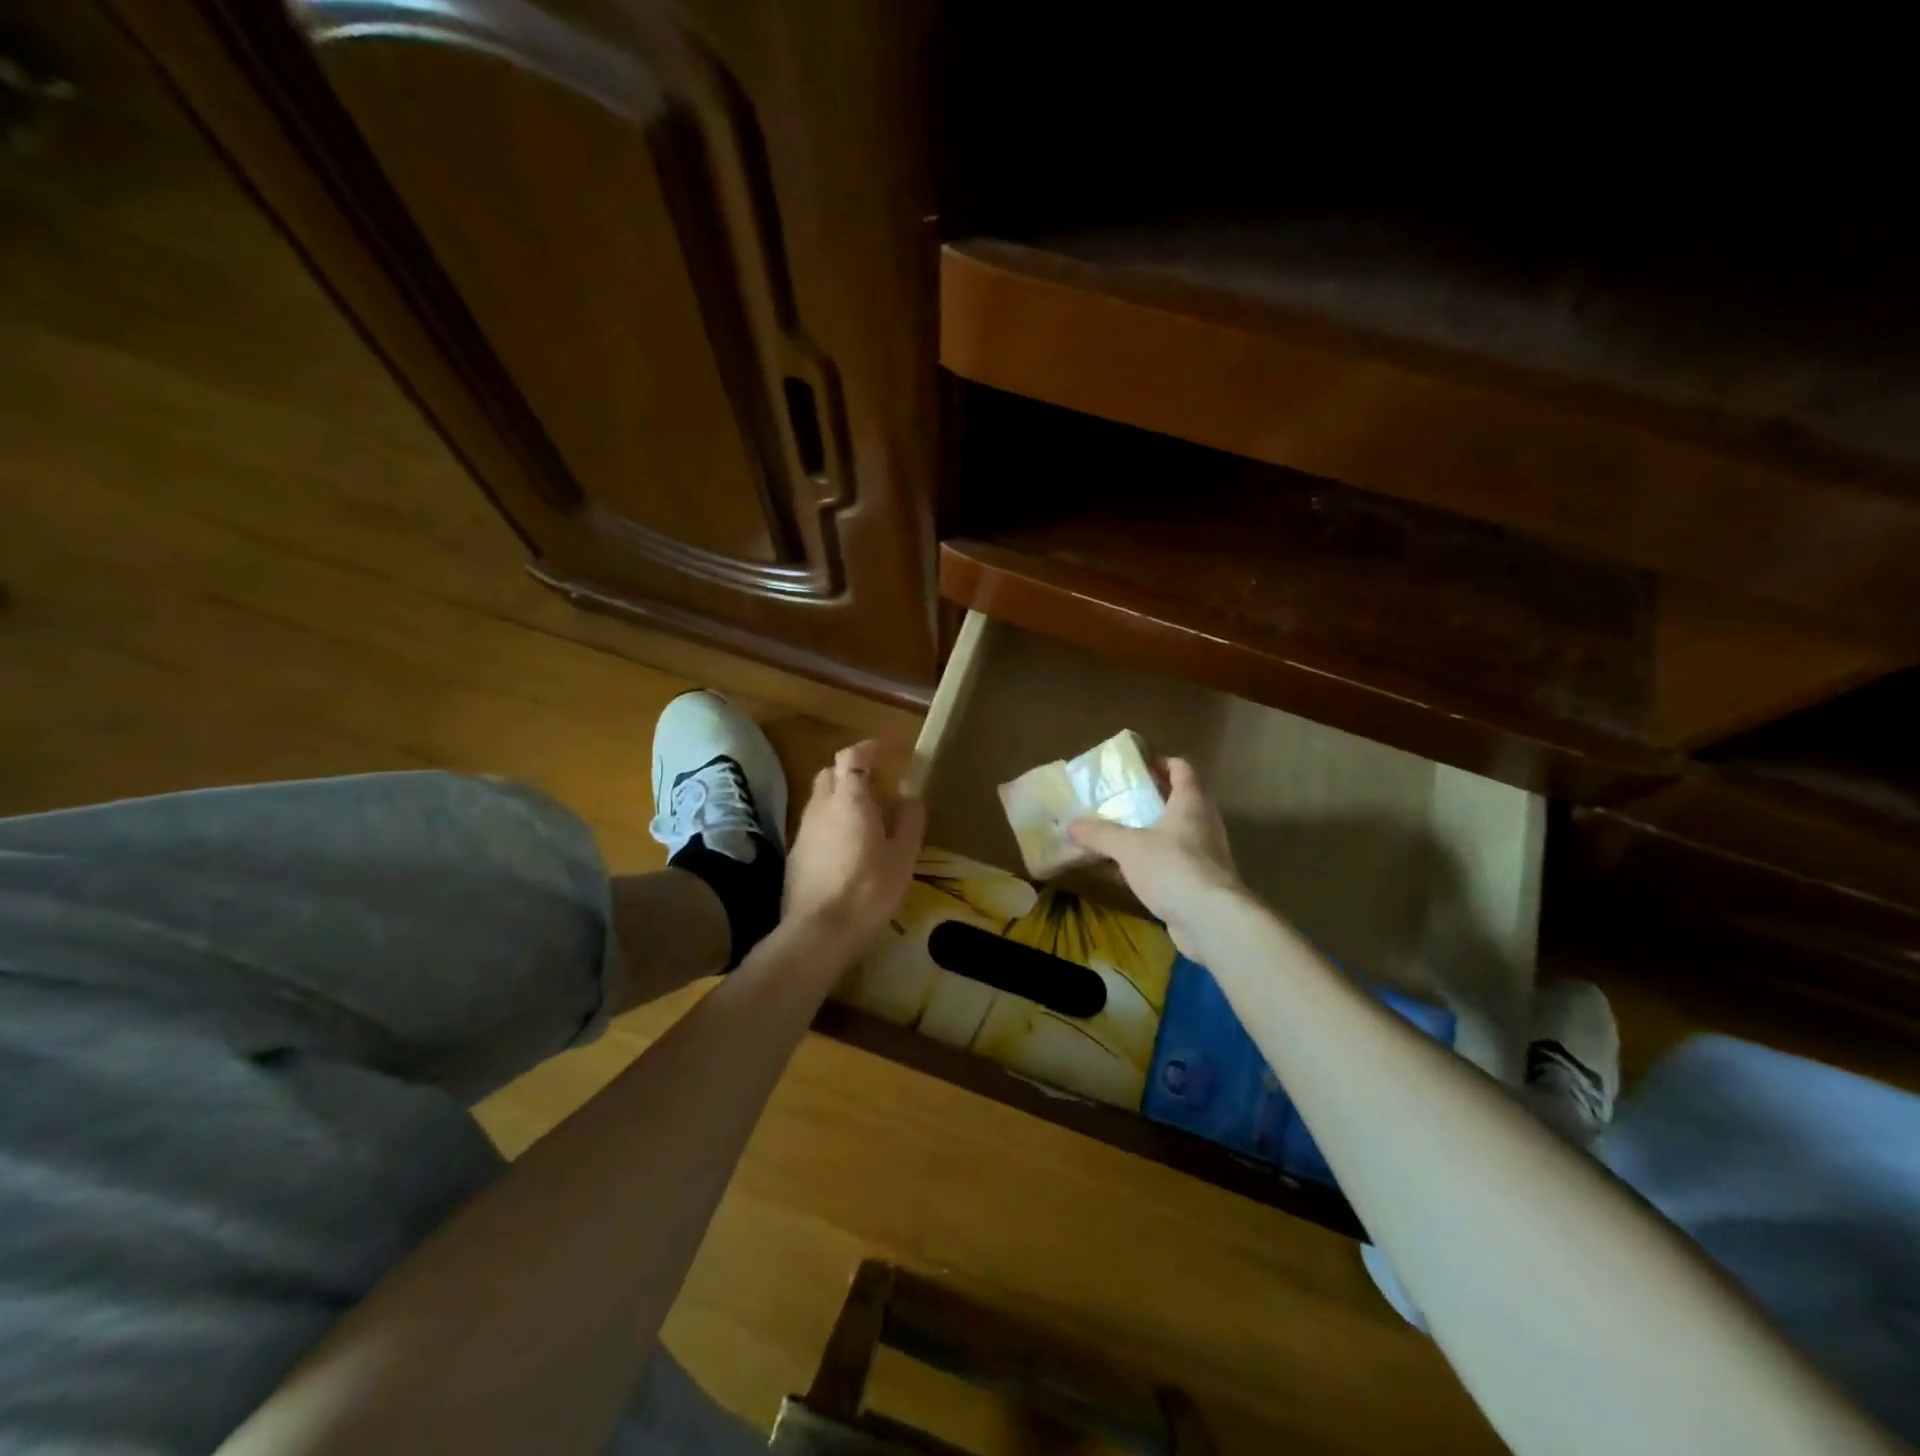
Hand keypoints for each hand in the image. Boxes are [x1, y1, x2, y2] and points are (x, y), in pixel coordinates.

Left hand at [783, 740, 925, 946]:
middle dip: (853, 770)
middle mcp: (821, 806)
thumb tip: (909, 794)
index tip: (890, 750)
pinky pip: (816, 824)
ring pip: (821, 799)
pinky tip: (848, 846)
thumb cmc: (868, 890)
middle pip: (831, 772)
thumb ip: (908, 820)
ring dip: (842, 797)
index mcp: (850, 799)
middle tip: (878, 783)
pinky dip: (832, 822)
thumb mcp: (903, 856)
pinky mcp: (796, 855)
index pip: (853, 756)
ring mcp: (804, 831)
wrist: (818, 933)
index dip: (870, 748)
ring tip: (867, 816)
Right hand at [1067, 758, 1243, 956]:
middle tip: (1120, 801)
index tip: (1137, 767)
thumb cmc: (1172, 868)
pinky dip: (1149, 865)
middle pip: (1179, 802)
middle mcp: (1203, 823)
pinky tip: (1123, 874)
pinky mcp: (1200, 883)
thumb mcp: (1128, 847)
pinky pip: (1171, 865)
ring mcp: (1205, 855)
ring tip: (1116, 836)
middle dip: (1150, 801)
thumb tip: (1070, 824)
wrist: (1211, 920)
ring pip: (1173, 836)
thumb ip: (1099, 834)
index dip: (1161, 763)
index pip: (1182, 769)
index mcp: (1191, 803)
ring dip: (1148, 835)